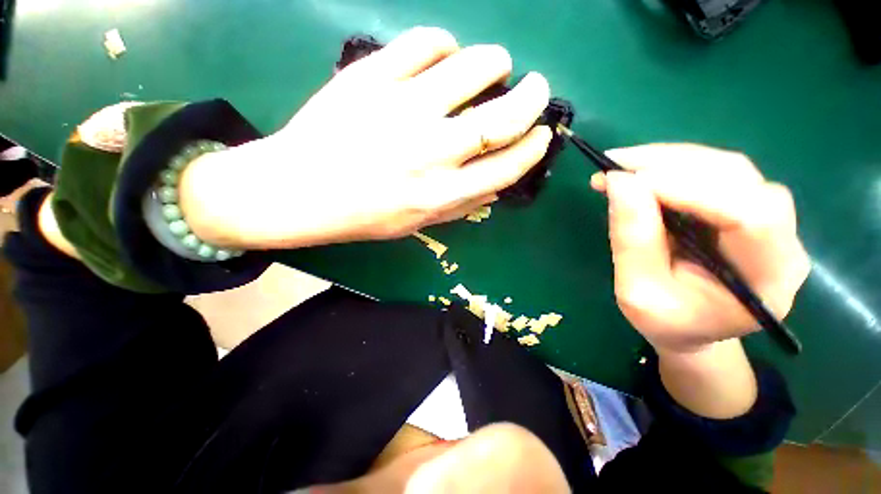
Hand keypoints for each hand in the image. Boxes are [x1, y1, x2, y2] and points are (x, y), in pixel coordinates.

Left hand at [181, 27, 551, 248]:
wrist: (302, 191)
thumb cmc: (364, 215)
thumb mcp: (418, 223)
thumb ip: (460, 206)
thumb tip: (497, 183)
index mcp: (442, 193)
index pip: (508, 165)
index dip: (534, 147)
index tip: (542, 134)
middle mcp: (432, 152)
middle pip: (504, 116)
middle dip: (532, 97)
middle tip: (536, 88)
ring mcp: (403, 109)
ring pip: (473, 67)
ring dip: (495, 62)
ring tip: (495, 66)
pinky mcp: (373, 76)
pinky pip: (426, 43)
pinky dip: (445, 44)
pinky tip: (444, 55)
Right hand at [591, 144, 810, 352]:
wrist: (692, 329)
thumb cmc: (666, 323)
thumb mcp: (637, 292)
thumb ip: (632, 241)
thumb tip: (619, 183)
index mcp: (767, 280)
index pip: (749, 215)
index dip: (690, 189)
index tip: (627, 181)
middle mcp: (783, 241)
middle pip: (739, 179)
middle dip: (671, 165)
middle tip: (615, 165)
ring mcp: (769, 219)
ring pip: (727, 167)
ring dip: (669, 160)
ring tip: (621, 167)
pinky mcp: (747, 207)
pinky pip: (715, 172)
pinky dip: (672, 166)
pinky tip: (640, 173)